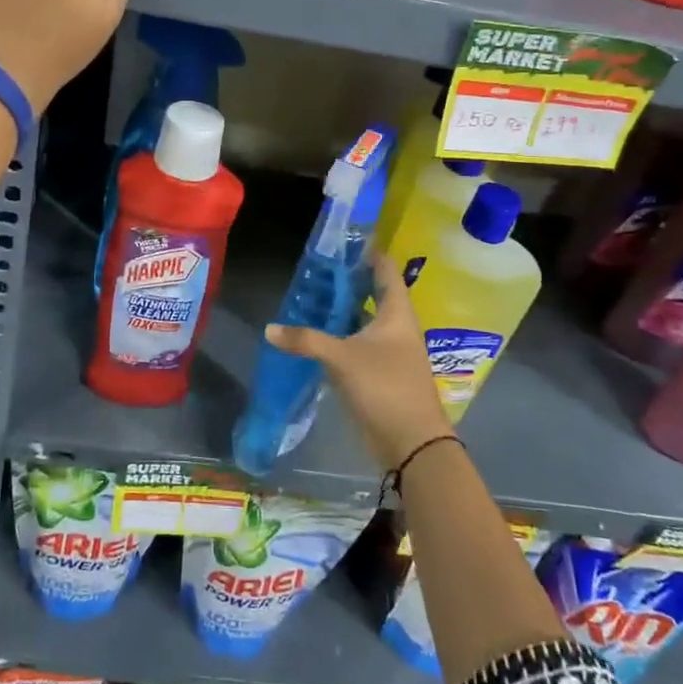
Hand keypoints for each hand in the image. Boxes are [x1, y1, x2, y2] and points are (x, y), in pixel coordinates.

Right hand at [266, 253, 451, 473]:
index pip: (385, 271)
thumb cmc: (385, 387)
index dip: (368, 253)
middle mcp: (395, 327)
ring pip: (361, 321)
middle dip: (346, 282)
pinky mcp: (378, 373)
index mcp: (397, 313)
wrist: (411, 442)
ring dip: (340, 311)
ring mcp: (388, 351)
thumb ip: (306, 340)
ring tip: (308, 297)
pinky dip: (337, 337)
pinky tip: (312, 335)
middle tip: (315, 269)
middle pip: (372, 294)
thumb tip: (270, 329)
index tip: (343, 241)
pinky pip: (355, 345)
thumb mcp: (342, 359)